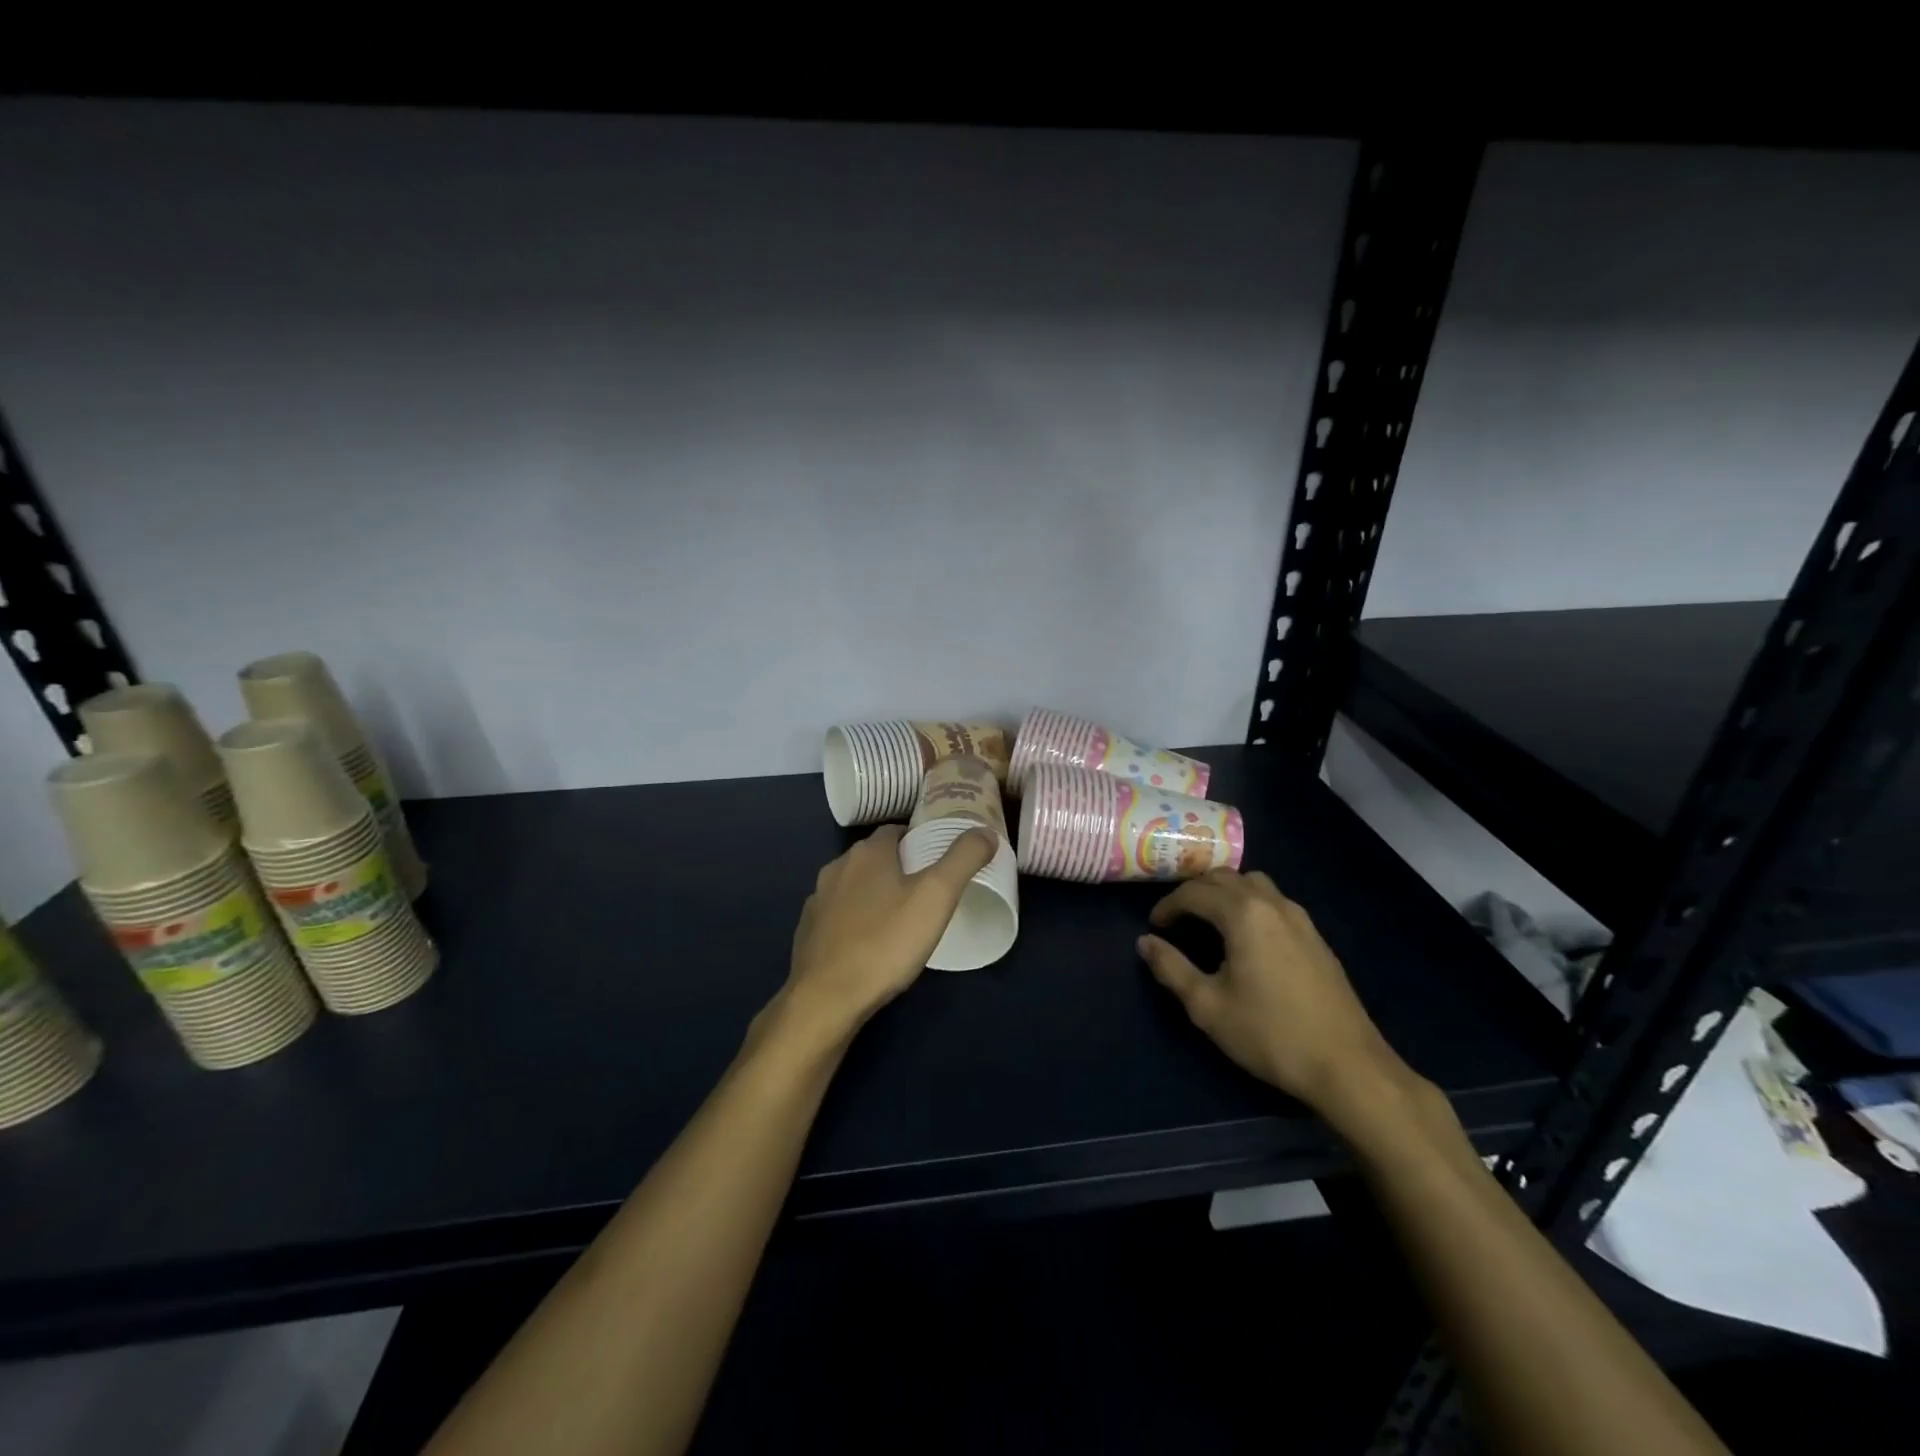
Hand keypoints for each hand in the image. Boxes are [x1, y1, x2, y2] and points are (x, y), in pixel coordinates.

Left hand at [778, 825, 997, 1038]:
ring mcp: (819, 900)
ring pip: (855, 885)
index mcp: (868, 852)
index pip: (897, 830)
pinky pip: (839, 914)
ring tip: (903, 917)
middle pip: (875, 857)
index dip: (919, 839)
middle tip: (929, 890)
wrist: (826, 998)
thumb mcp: (936, 897)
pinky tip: (871, 942)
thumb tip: (986, 831)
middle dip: (900, 867)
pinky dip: (856, 920)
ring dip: (876, 894)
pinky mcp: (809, 931)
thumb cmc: (885, 942)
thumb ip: (963, 859)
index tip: (940, 858)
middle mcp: (838, 867)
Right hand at [1137, 869, 1409, 1113]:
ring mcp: (1299, 918)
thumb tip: (1145, 942)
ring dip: (1225, 892)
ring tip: (1209, 920)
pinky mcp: (1315, 936)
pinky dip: (1249, 904)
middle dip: (1194, 892)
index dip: (1168, 906)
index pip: (1194, 893)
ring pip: (1253, 883)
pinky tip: (1246, 937)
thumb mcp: (1207, 1006)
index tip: (1154, 927)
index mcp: (1243, 914)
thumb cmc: (1270, 1034)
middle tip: (1176, 919)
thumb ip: (1171, 968)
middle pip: (1224, 878)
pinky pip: (1274, 901)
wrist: (1348, 1066)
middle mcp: (1272, 904)